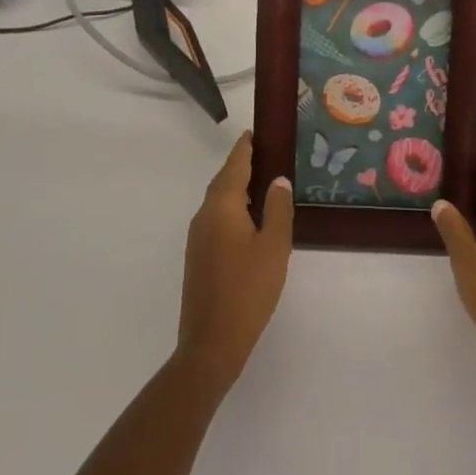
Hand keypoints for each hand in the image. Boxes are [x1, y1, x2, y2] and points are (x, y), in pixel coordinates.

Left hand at [177, 132, 292, 392]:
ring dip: (237, 187)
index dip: (245, 147)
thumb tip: (277, 179)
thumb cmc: (247, 290)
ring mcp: (197, 237)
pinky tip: (249, 219)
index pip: (234, 165)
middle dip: (241, 165)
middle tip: (265, 153)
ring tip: (263, 182)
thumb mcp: (273, 247)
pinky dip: (232, 207)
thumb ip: (277, 209)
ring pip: (218, 200)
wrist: (210, 343)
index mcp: (222, 206)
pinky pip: (216, 218)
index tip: (255, 131)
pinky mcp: (198, 256)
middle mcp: (204, 215)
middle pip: (223, 180)